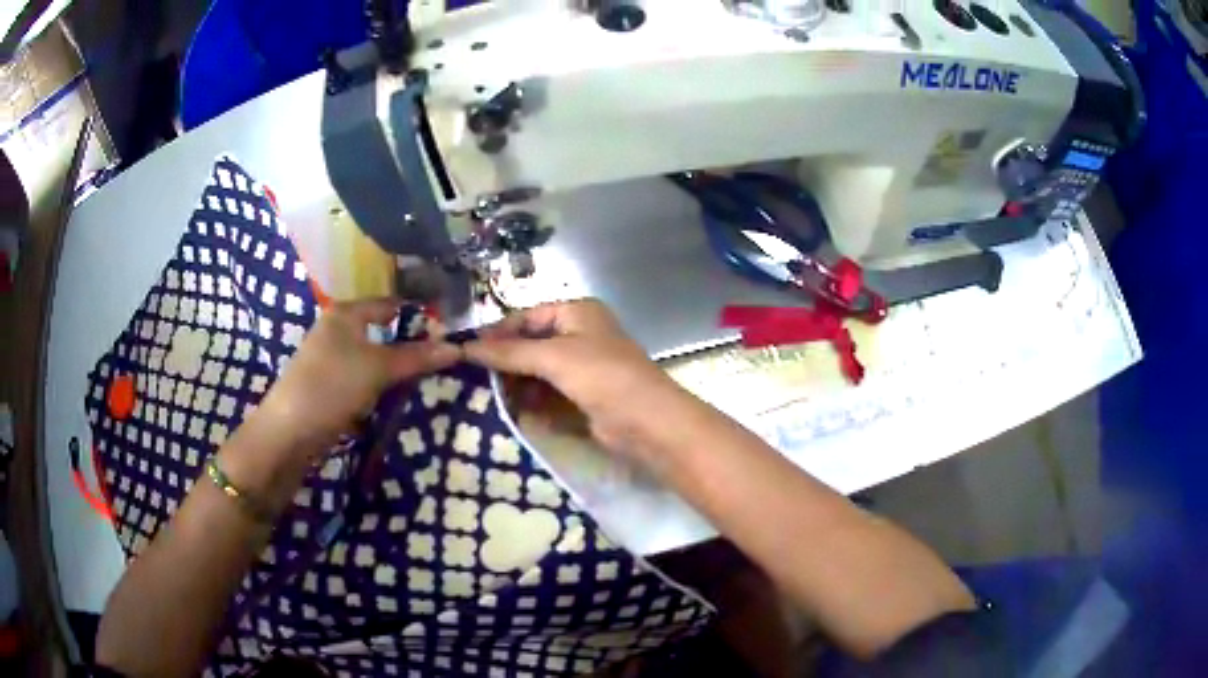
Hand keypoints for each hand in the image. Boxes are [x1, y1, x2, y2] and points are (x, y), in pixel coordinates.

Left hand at [256, 298, 460, 446]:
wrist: (289, 432)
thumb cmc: (331, 385)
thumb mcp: (378, 368)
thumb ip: (416, 357)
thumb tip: (457, 347)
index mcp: (345, 313)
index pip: (391, 304)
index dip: (419, 317)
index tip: (449, 334)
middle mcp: (338, 330)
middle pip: (383, 333)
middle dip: (411, 347)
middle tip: (444, 361)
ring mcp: (332, 359)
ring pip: (374, 359)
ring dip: (397, 371)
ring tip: (427, 381)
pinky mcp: (330, 387)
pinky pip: (364, 381)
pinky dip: (381, 388)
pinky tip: (398, 400)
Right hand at [463, 299, 688, 456]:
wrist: (646, 421)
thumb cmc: (602, 375)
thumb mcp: (553, 357)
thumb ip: (509, 352)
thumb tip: (465, 347)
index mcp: (576, 312)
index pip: (526, 317)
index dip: (497, 333)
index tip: (466, 351)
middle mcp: (578, 334)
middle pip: (530, 344)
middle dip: (504, 361)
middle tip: (471, 377)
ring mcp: (581, 367)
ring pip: (537, 371)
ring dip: (515, 383)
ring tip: (485, 396)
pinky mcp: (582, 396)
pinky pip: (548, 393)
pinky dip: (530, 400)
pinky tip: (509, 409)